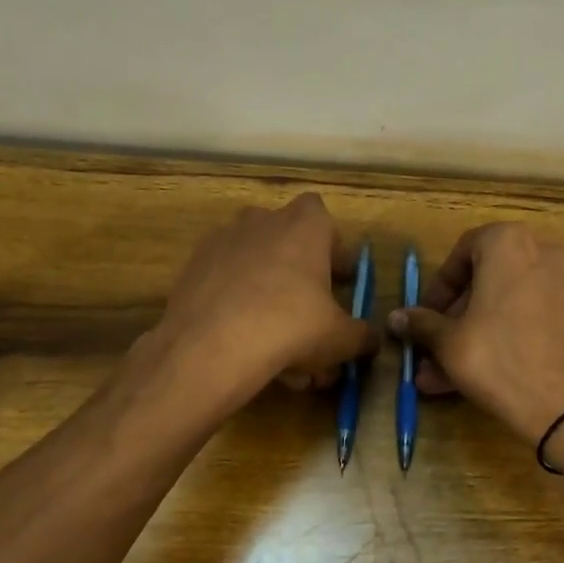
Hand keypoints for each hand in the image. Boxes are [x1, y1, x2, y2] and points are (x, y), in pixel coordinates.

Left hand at [151, 194, 375, 406]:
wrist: (211, 346)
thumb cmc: (291, 326)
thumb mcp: (340, 338)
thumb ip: (362, 336)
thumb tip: (371, 340)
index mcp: (303, 225)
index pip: (322, 216)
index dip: (332, 246)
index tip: (338, 278)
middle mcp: (261, 221)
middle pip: (286, 240)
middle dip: (299, 273)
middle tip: (310, 312)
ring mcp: (222, 241)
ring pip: (254, 265)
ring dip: (268, 292)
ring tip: (276, 340)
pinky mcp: (192, 268)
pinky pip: (226, 282)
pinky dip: (237, 304)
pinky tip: (244, 342)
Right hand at [387, 222, 563, 443]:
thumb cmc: (498, 358)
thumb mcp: (449, 342)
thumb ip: (422, 324)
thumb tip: (396, 317)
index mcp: (510, 244)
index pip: (462, 252)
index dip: (438, 287)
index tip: (423, 316)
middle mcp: (543, 255)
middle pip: (486, 282)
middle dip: (454, 319)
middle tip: (431, 347)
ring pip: (505, 307)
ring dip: (472, 336)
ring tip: (440, 375)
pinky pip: (528, 322)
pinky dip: (502, 340)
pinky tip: (473, 378)